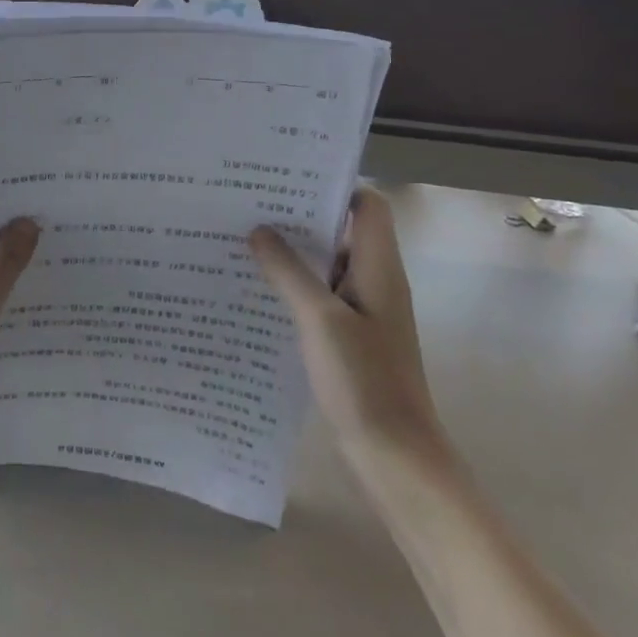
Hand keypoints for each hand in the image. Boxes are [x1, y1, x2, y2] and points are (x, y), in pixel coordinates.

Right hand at [250, 188, 442, 464]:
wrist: (394, 456)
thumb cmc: (363, 381)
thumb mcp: (320, 319)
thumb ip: (289, 271)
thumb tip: (260, 230)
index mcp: (378, 268)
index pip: (368, 206)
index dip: (334, 187)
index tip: (286, 180)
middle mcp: (375, 281)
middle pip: (342, 232)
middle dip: (299, 218)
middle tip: (248, 206)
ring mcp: (363, 311)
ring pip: (327, 266)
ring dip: (292, 255)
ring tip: (242, 242)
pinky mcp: (349, 337)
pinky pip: (320, 297)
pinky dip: (293, 287)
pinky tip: (256, 291)